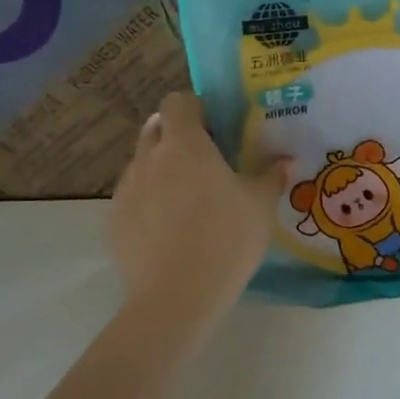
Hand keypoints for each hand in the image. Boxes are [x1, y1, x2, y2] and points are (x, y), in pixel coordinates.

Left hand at [107, 91, 287, 330]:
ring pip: (142, 164)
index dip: (197, 107)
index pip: (179, 101)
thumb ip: (271, 177)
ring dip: (162, 169)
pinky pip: (132, 197)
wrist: (176, 297)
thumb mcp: (260, 207)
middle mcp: (149, 158)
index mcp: (185, 145)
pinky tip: (169, 230)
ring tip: (187, 201)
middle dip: (177, 136)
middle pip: (156, 128)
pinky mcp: (114, 221)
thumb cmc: (226, 239)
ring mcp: (126, 189)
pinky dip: (149, 202)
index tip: (217, 126)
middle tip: (206, 161)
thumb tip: (285, 161)